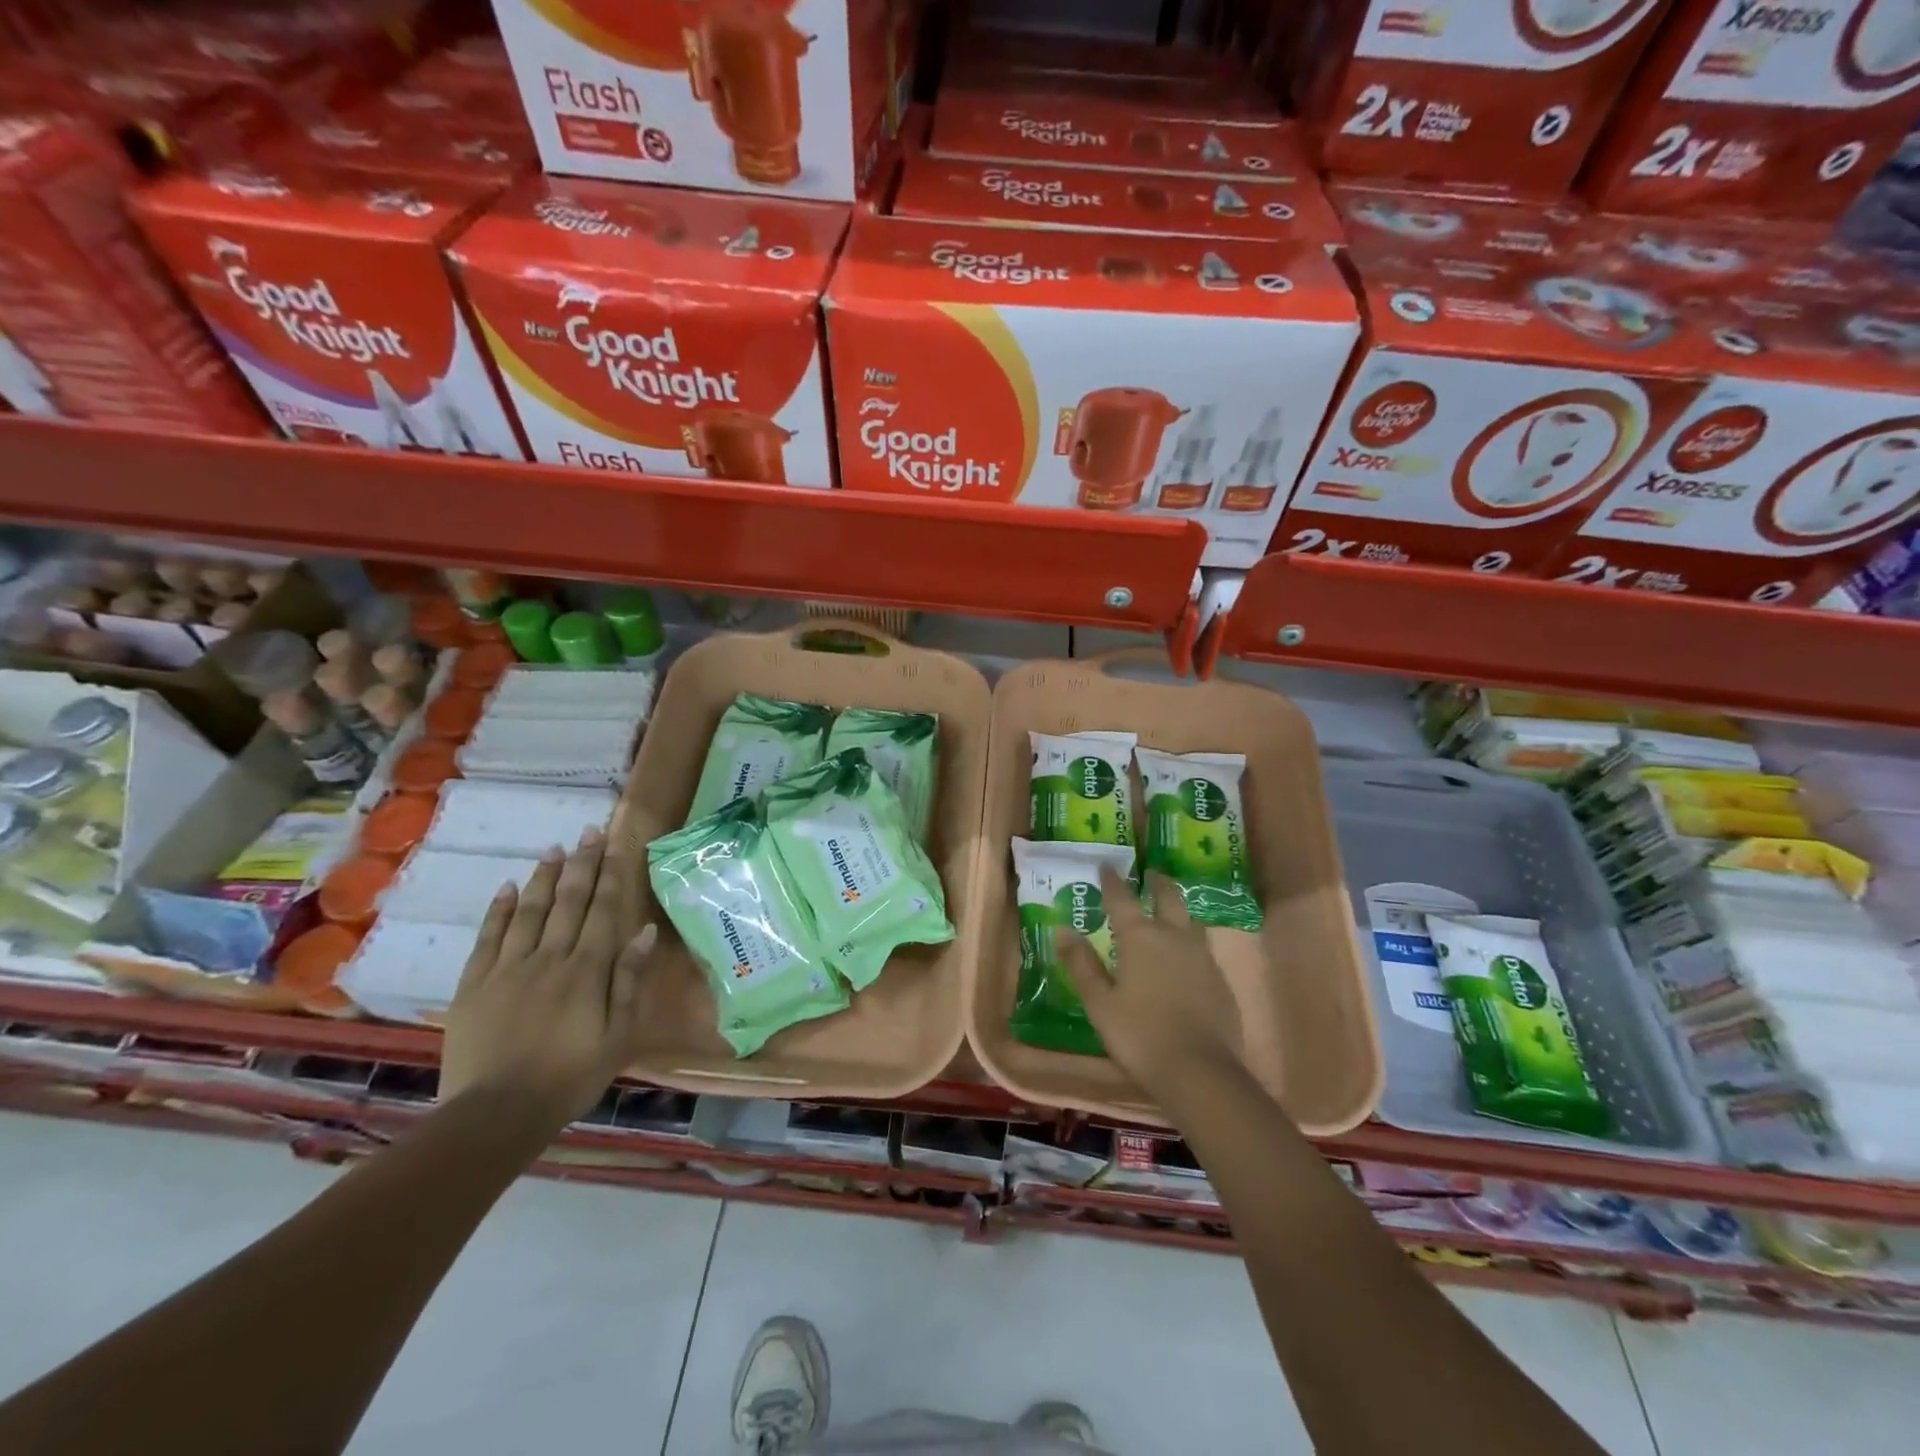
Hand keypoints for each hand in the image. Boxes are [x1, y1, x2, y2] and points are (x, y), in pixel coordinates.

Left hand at [440, 827, 656, 1131]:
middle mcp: (548, 958)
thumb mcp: (617, 1036)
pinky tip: (507, 888)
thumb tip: (645, 932)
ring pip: (529, 912)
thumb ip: (628, 981)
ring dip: (544, 878)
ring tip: (554, 850)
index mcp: (586, 971)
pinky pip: (488, 938)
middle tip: (588, 831)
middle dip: (581, 865)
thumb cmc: (569, 1078)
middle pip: (568, 903)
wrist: (496, 1115)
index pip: (602, 911)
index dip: (610, 875)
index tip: (615, 844)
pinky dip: (498, 911)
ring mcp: (507, 969)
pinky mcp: (474, 986)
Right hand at [1057, 867, 1242, 1093]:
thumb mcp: (1099, 1002)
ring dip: (1178, 908)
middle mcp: (1174, 936)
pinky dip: (1190, 939)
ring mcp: (1202, 956)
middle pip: (1168, 897)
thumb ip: (1081, 964)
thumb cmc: (1139, 1035)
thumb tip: (1062, 930)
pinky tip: (1186, 955)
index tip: (1106, 865)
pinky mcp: (1220, 979)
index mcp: (1140, 937)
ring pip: (1191, 919)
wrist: (1200, 1071)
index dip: (1112, 880)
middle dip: (1157, 883)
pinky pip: (1203, 947)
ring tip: (1170, 909)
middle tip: (1151, 874)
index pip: (1122, 898)